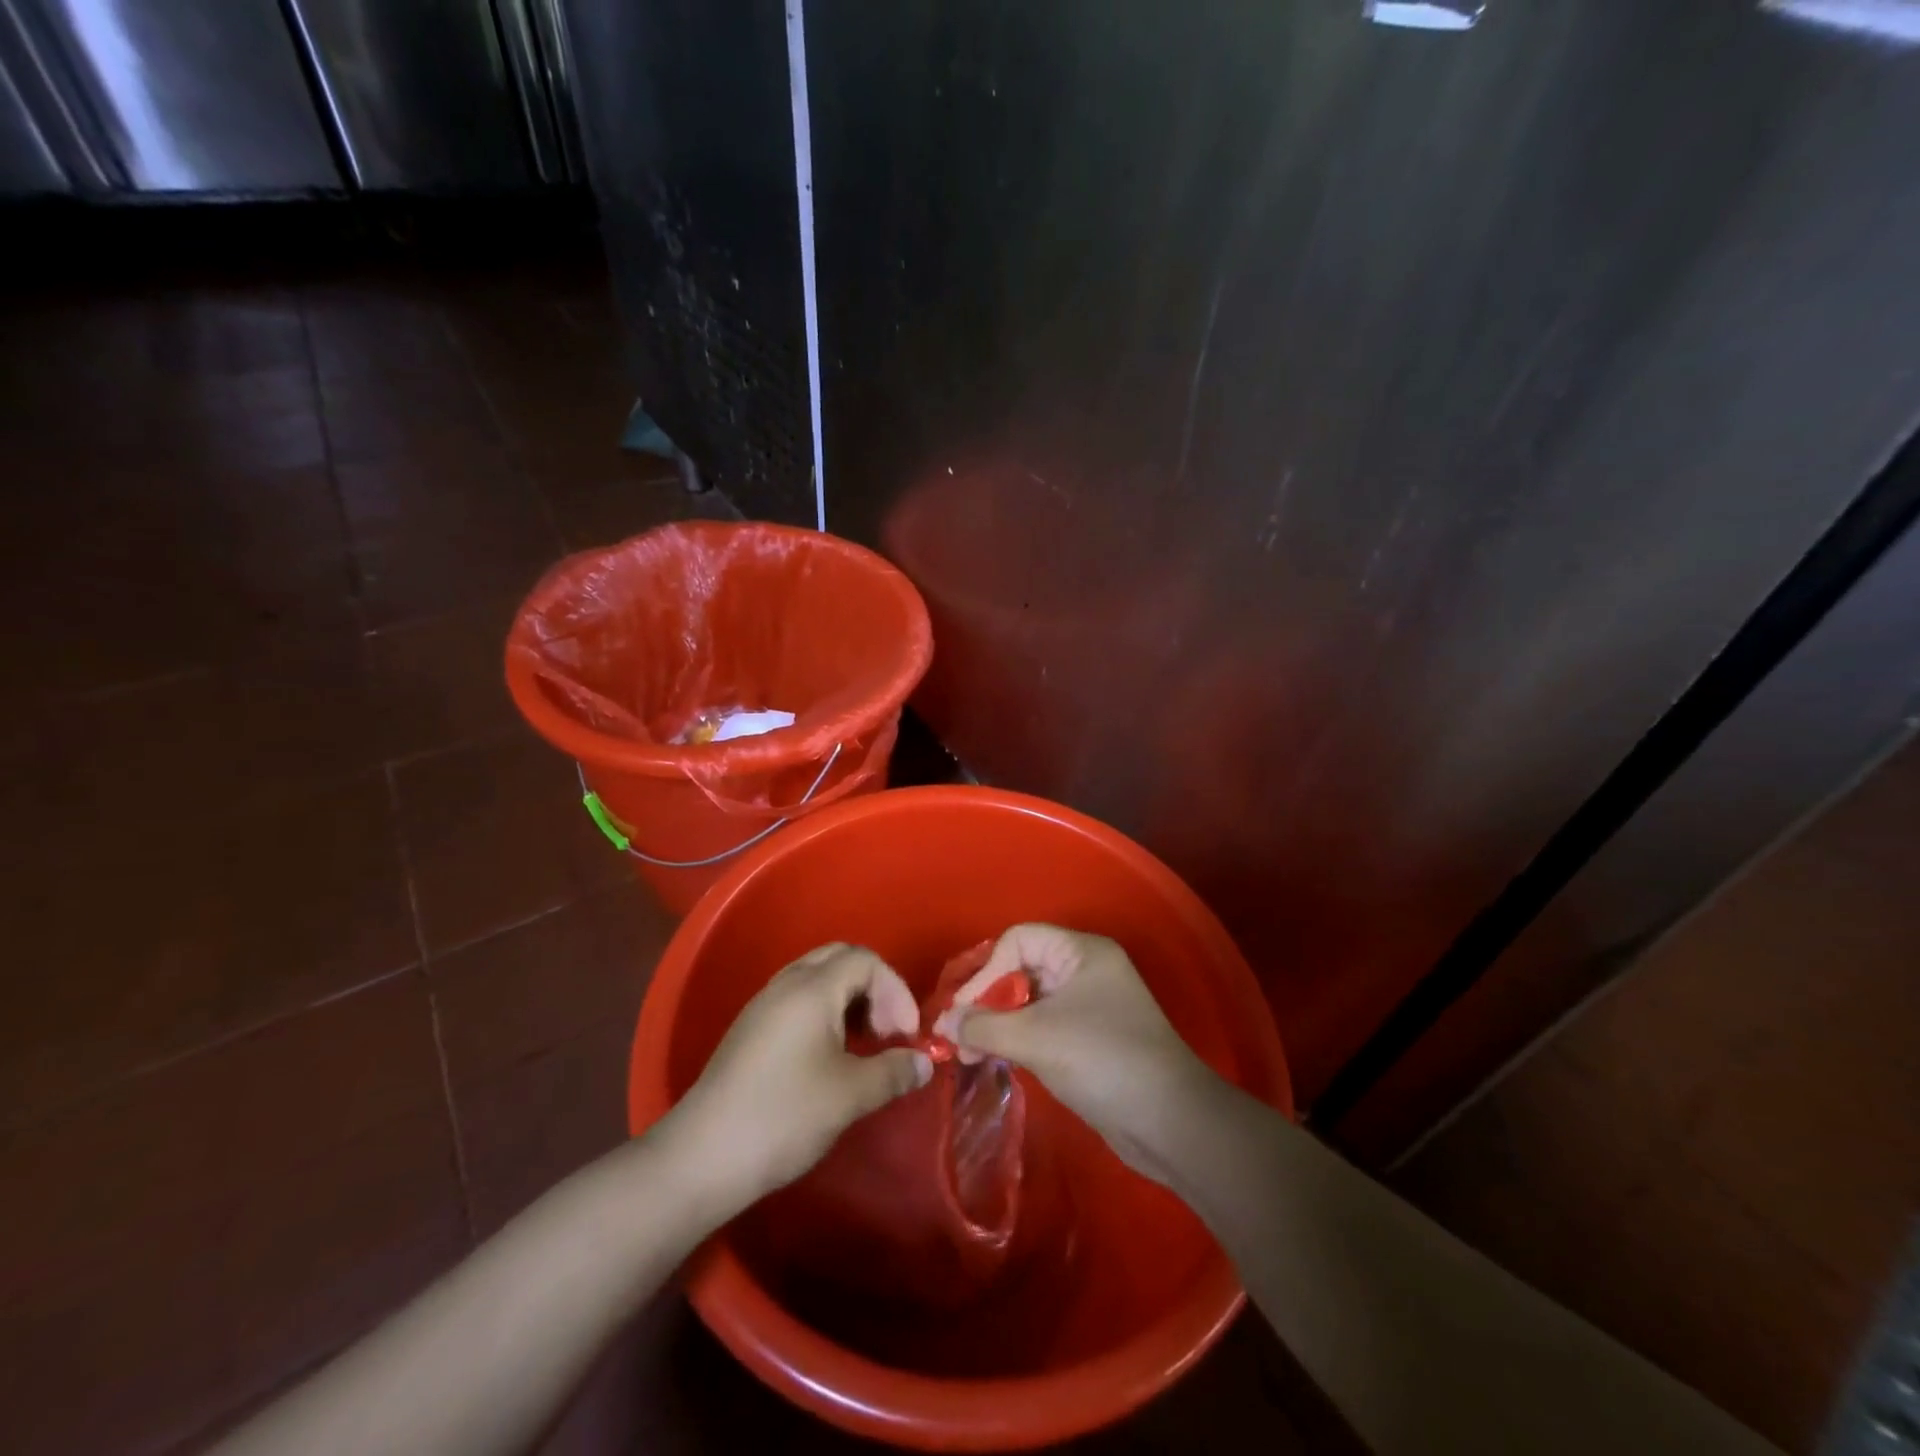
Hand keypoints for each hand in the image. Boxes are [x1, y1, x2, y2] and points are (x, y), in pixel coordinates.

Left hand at [663, 943, 932, 1215]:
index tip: (907, 1035)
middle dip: (874, 988)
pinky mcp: (751, 1030)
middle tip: (888, 1031)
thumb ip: (893, 1072)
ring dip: (850, 1001)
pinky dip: (826, 1014)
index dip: (896, 991)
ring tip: (865, 1045)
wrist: (702, 1157)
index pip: (866, 961)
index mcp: (812, 988)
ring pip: (818, 979)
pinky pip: (799, 1000)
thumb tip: (925, 1063)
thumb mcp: (849, 1095)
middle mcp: (786, 984)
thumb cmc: (783, 1116)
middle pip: (841, 959)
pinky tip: (831, 1057)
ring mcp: (764, 1005)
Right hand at [936, 923, 1219, 1182]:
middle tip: (959, 1037)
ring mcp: (1089, 1005)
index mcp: (1081, 952)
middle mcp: (1085, 970)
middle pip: (1021, 968)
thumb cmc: (1103, 1060)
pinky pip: (1042, 1025)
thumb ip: (983, 1027)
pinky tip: (996, 1059)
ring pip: (1029, 1000)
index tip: (965, 1012)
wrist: (1169, 1123)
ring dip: (998, 1023)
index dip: (987, 971)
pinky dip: (1016, 1039)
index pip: (1019, 940)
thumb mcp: (1037, 1038)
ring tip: (969, 1054)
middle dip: (987, 1000)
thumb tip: (941, 1024)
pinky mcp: (1088, 1038)